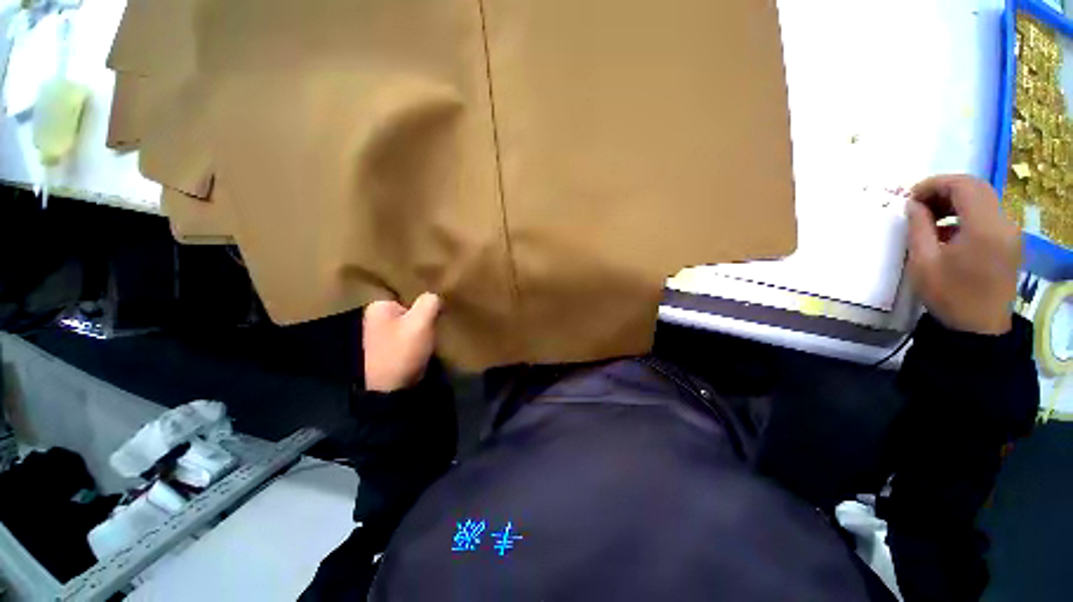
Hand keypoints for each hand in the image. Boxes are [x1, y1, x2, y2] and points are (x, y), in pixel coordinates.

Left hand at [363, 293, 441, 391]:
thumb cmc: (402, 351)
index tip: (438, 307)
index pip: (407, 293)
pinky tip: (425, 341)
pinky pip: (405, 334)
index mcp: (378, 306)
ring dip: (420, 325)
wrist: (390, 390)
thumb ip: (429, 302)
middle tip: (439, 319)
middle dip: (422, 312)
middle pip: (407, 307)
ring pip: (408, 321)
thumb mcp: (421, 323)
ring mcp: (378, 334)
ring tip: (433, 330)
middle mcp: (374, 317)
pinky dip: (416, 336)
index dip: (424, 299)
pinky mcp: (385, 348)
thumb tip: (434, 297)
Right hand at [906, 175, 1020, 334]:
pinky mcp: (1009, 242)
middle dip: (944, 190)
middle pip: (976, 188)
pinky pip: (987, 215)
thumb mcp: (923, 261)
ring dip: (954, 202)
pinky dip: (966, 215)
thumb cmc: (948, 295)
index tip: (910, 197)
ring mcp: (1010, 233)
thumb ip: (919, 227)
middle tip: (917, 205)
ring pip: (983, 200)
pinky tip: (947, 232)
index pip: (963, 185)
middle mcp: (1003, 223)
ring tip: (929, 218)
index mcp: (984, 227)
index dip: (934, 184)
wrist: (978, 328)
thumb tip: (914, 204)